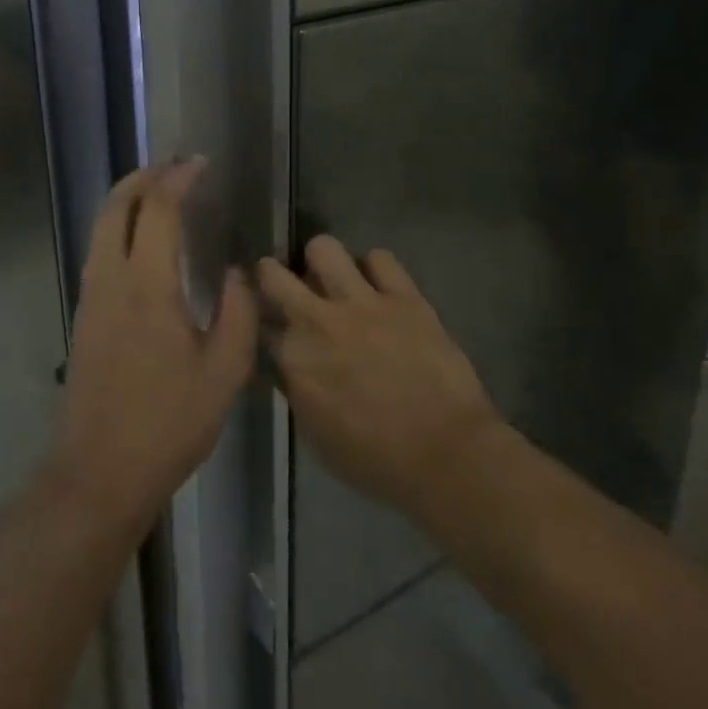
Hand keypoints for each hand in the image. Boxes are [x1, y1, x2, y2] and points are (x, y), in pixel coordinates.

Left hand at [53, 160, 258, 532]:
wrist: (100, 470)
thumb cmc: (169, 422)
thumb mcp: (224, 373)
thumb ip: (237, 314)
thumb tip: (236, 274)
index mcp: (148, 287)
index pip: (157, 211)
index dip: (177, 180)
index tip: (199, 164)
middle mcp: (111, 279)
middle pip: (115, 206)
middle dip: (142, 177)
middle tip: (173, 167)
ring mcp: (91, 296)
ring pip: (100, 226)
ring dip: (126, 199)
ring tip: (157, 192)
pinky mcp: (84, 314)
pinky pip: (97, 249)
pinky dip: (116, 225)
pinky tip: (139, 239)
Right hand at [263, 237, 499, 523]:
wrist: (446, 455)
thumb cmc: (377, 460)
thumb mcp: (317, 437)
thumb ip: (297, 390)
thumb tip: (291, 366)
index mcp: (294, 358)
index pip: (261, 324)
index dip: (264, 322)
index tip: (270, 325)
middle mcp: (318, 320)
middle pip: (274, 274)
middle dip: (272, 274)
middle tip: (284, 282)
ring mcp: (362, 302)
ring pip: (324, 248)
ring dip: (322, 261)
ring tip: (333, 276)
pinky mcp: (403, 296)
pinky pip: (380, 258)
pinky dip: (375, 269)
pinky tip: (379, 286)